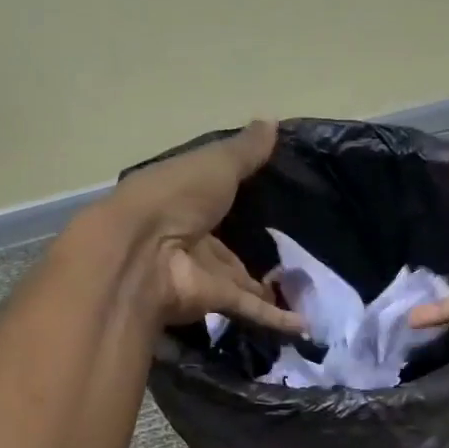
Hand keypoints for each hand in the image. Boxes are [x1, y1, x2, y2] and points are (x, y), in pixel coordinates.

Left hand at [105, 120, 304, 333]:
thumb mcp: (216, 164)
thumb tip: (273, 120)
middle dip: (253, 257)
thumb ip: (246, 151)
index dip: (238, 205)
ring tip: (304, 293)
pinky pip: (249, 308)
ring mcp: (200, 274)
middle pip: (227, 252)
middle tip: (291, 259)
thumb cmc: (175, 195)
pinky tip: (304, 326)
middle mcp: (191, 239)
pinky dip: (275, 319)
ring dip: (267, 291)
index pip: (215, 204)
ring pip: (240, 284)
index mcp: (184, 201)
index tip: (271, 207)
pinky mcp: (213, 301)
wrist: (144, 250)